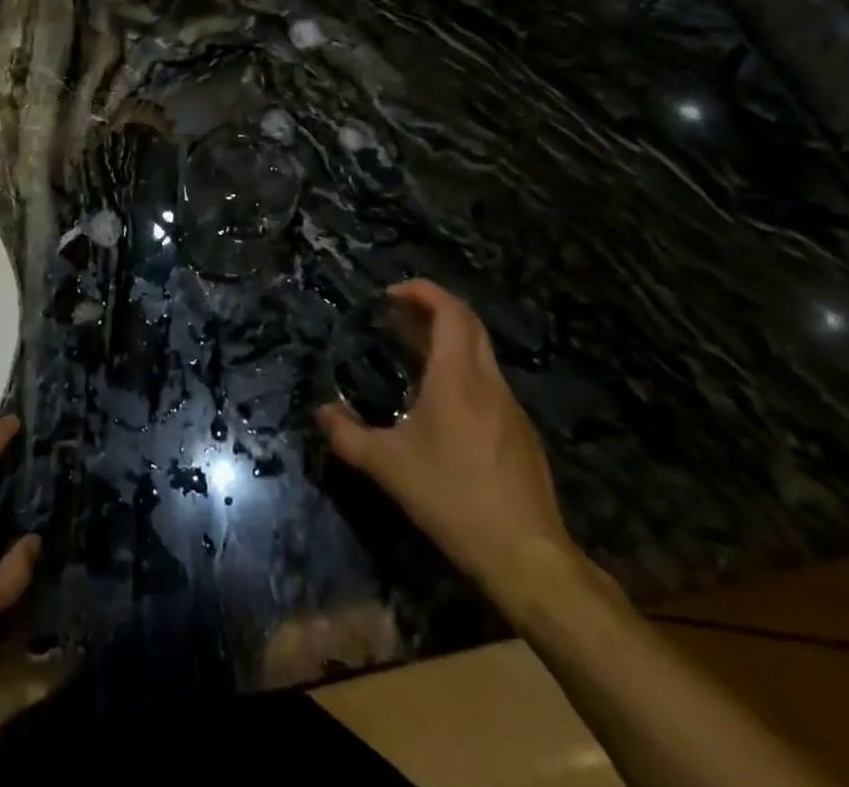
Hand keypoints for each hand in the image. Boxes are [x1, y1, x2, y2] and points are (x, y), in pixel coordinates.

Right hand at [317, 281, 580, 610]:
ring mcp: (511, 407)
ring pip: (481, 353)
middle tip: (397, 315)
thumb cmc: (451, 498)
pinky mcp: (521, 433)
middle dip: (433, 309)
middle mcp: (488, 382)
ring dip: (448, 340)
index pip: (449, 311)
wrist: (527, 557)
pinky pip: (489, 382)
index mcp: (457, 377)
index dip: (423, 291)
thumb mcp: (387, 467)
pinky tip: (441, 401)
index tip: (391, 294)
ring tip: (412, 352)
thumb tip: (321, 412)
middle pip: (468, 324)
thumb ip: (348, 435)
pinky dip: (462, 370)